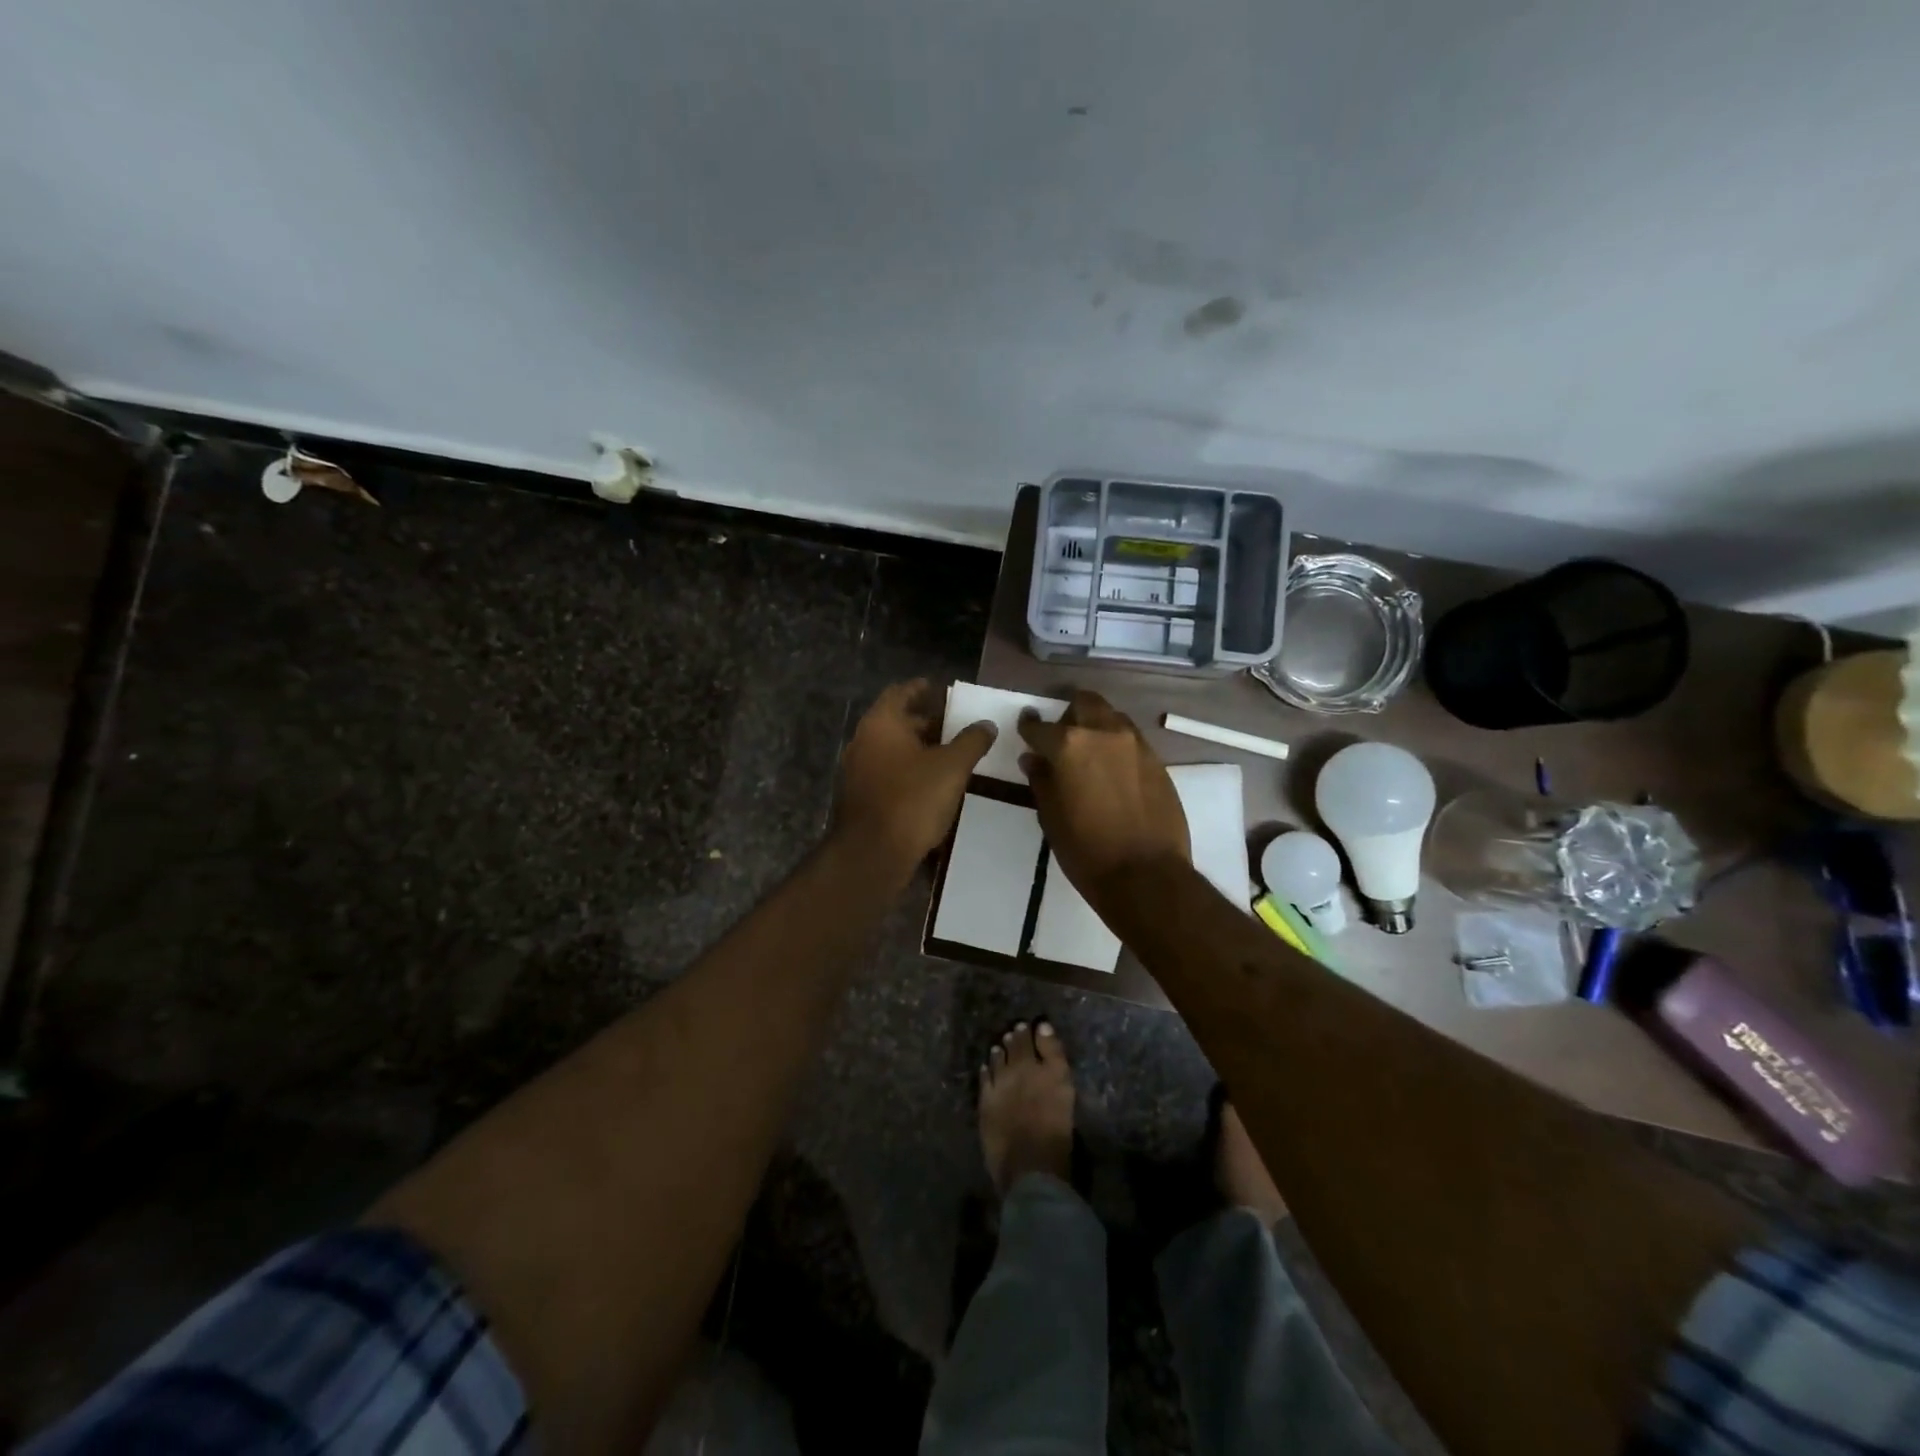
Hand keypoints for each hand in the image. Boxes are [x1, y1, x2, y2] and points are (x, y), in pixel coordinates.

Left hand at [834, 679, 994, 874]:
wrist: (873, 852)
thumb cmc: (913, 799)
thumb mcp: (952, 767)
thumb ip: (971, 741)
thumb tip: (986, 724)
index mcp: (881, 723)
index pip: (900, 693)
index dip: (920, 689)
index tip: (937, 688)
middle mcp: (863, 740)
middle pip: (895, 721)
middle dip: (923, 721)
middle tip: (951, 724)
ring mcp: (856, 770)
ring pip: (890, 749)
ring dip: (916, 748)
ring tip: (946, 754)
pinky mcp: (859, 796)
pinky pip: (886, 772)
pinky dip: (906, 769)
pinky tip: (929, 782)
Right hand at [1018, 690, 1187, 900]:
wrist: (1147, 874)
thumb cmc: (1087, 850)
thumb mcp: (1051, 817)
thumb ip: (1041, 780)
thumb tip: (1033, 759)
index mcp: (1069, 745)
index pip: (1040, 726)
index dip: (1029, 726)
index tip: (1026, 727)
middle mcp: (1103, 733)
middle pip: (1084, 703)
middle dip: (1069, 713)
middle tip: (1061, 734)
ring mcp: (1135, 744)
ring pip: (1111, 717)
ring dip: (1096, 725)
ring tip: (1089, 750)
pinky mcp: (1157, 760)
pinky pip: (1131, 739)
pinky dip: (1116, 744)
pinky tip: (1112, 769)